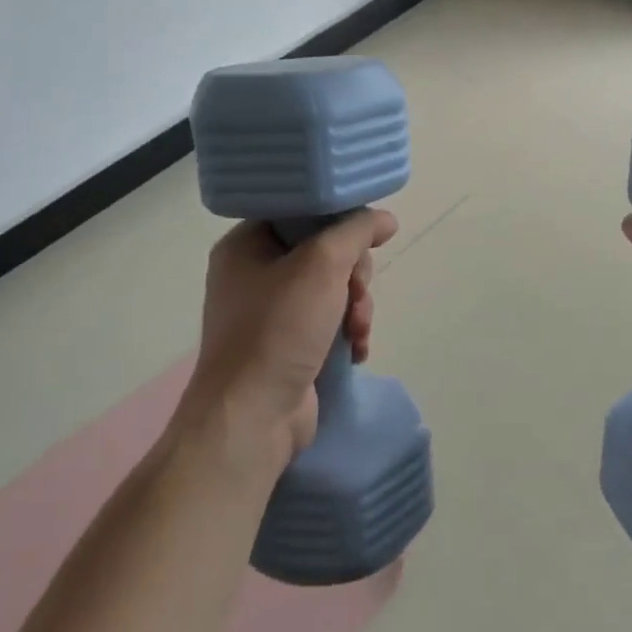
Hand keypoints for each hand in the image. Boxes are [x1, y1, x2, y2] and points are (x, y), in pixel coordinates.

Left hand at [183, 209, 398, 468]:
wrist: (252, 419)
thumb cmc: (278, 330)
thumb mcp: (322, 265)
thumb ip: (357, 231)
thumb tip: (385, 219)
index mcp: (246, 245)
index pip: (300, 212)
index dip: (337, 220)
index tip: (364, 236)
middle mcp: (254, 274)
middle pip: (323, 251)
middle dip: (353, 274)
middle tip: (357, 292)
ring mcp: (270, 313)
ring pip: (332, 287)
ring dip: (356, 306)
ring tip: (358, 330)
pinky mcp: (287, 345)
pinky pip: (329, 321)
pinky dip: (347, 332)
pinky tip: (357, 349)